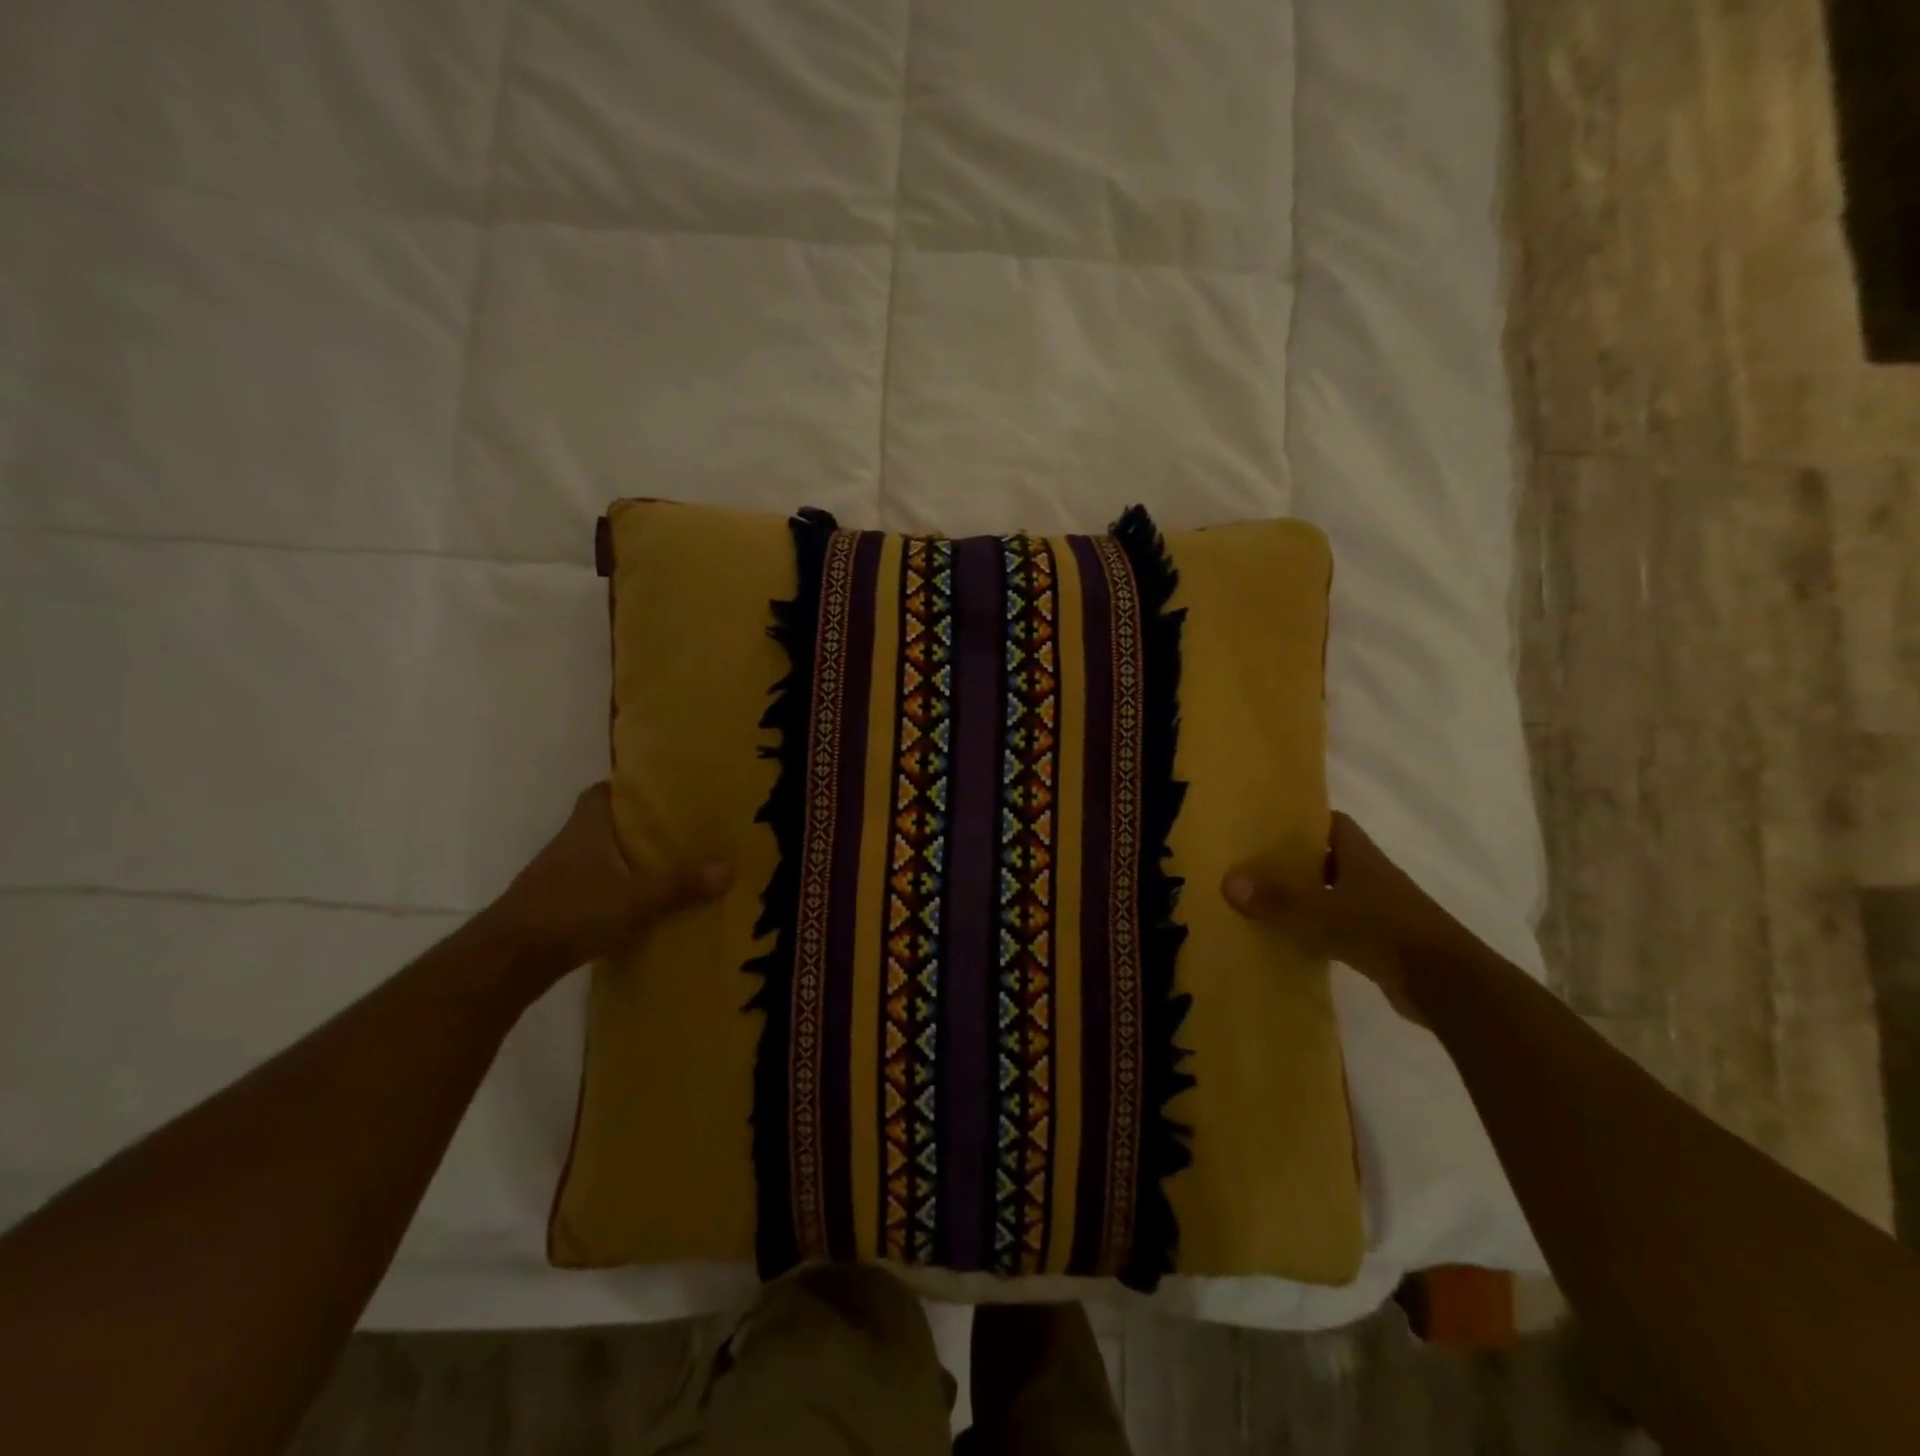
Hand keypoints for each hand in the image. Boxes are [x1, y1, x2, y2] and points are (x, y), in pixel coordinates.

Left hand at [486, 783, 731, 977]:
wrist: (506, 963)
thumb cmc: (570, 913)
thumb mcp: (635, 898)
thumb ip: (680, 883)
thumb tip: (729, 867)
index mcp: (587, 828)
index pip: (603, 792)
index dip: (630, 789)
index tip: (663, 793)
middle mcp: (570, 845)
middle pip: (607, 824)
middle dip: (639, 827)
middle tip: (681, 831)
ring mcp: (559, 877)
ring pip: (601, 857)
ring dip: (628, 861)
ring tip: (671, 867)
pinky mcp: (555, 907)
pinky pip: (594, 887)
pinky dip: (616, 890)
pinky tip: (642, 905)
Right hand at [1222, 813, 1465, 1023]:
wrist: (1450, 985)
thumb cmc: (1385, 932)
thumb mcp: (1323, 913)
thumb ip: (1277, 899)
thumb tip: (1228, 881)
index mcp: (1361, 857)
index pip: (1332, 823)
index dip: (1303, 819)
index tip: (1267, 822)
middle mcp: (1371, 877)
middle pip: (1328, 857)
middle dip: (1294, 858)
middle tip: (1252, 861)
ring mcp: (1379, 911)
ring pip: (1333, 893)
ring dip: (1305, 895)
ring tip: (1261, 899)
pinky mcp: (1382, 943)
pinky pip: (1340, 926)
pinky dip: (1317, 929)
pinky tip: (1290, 939)